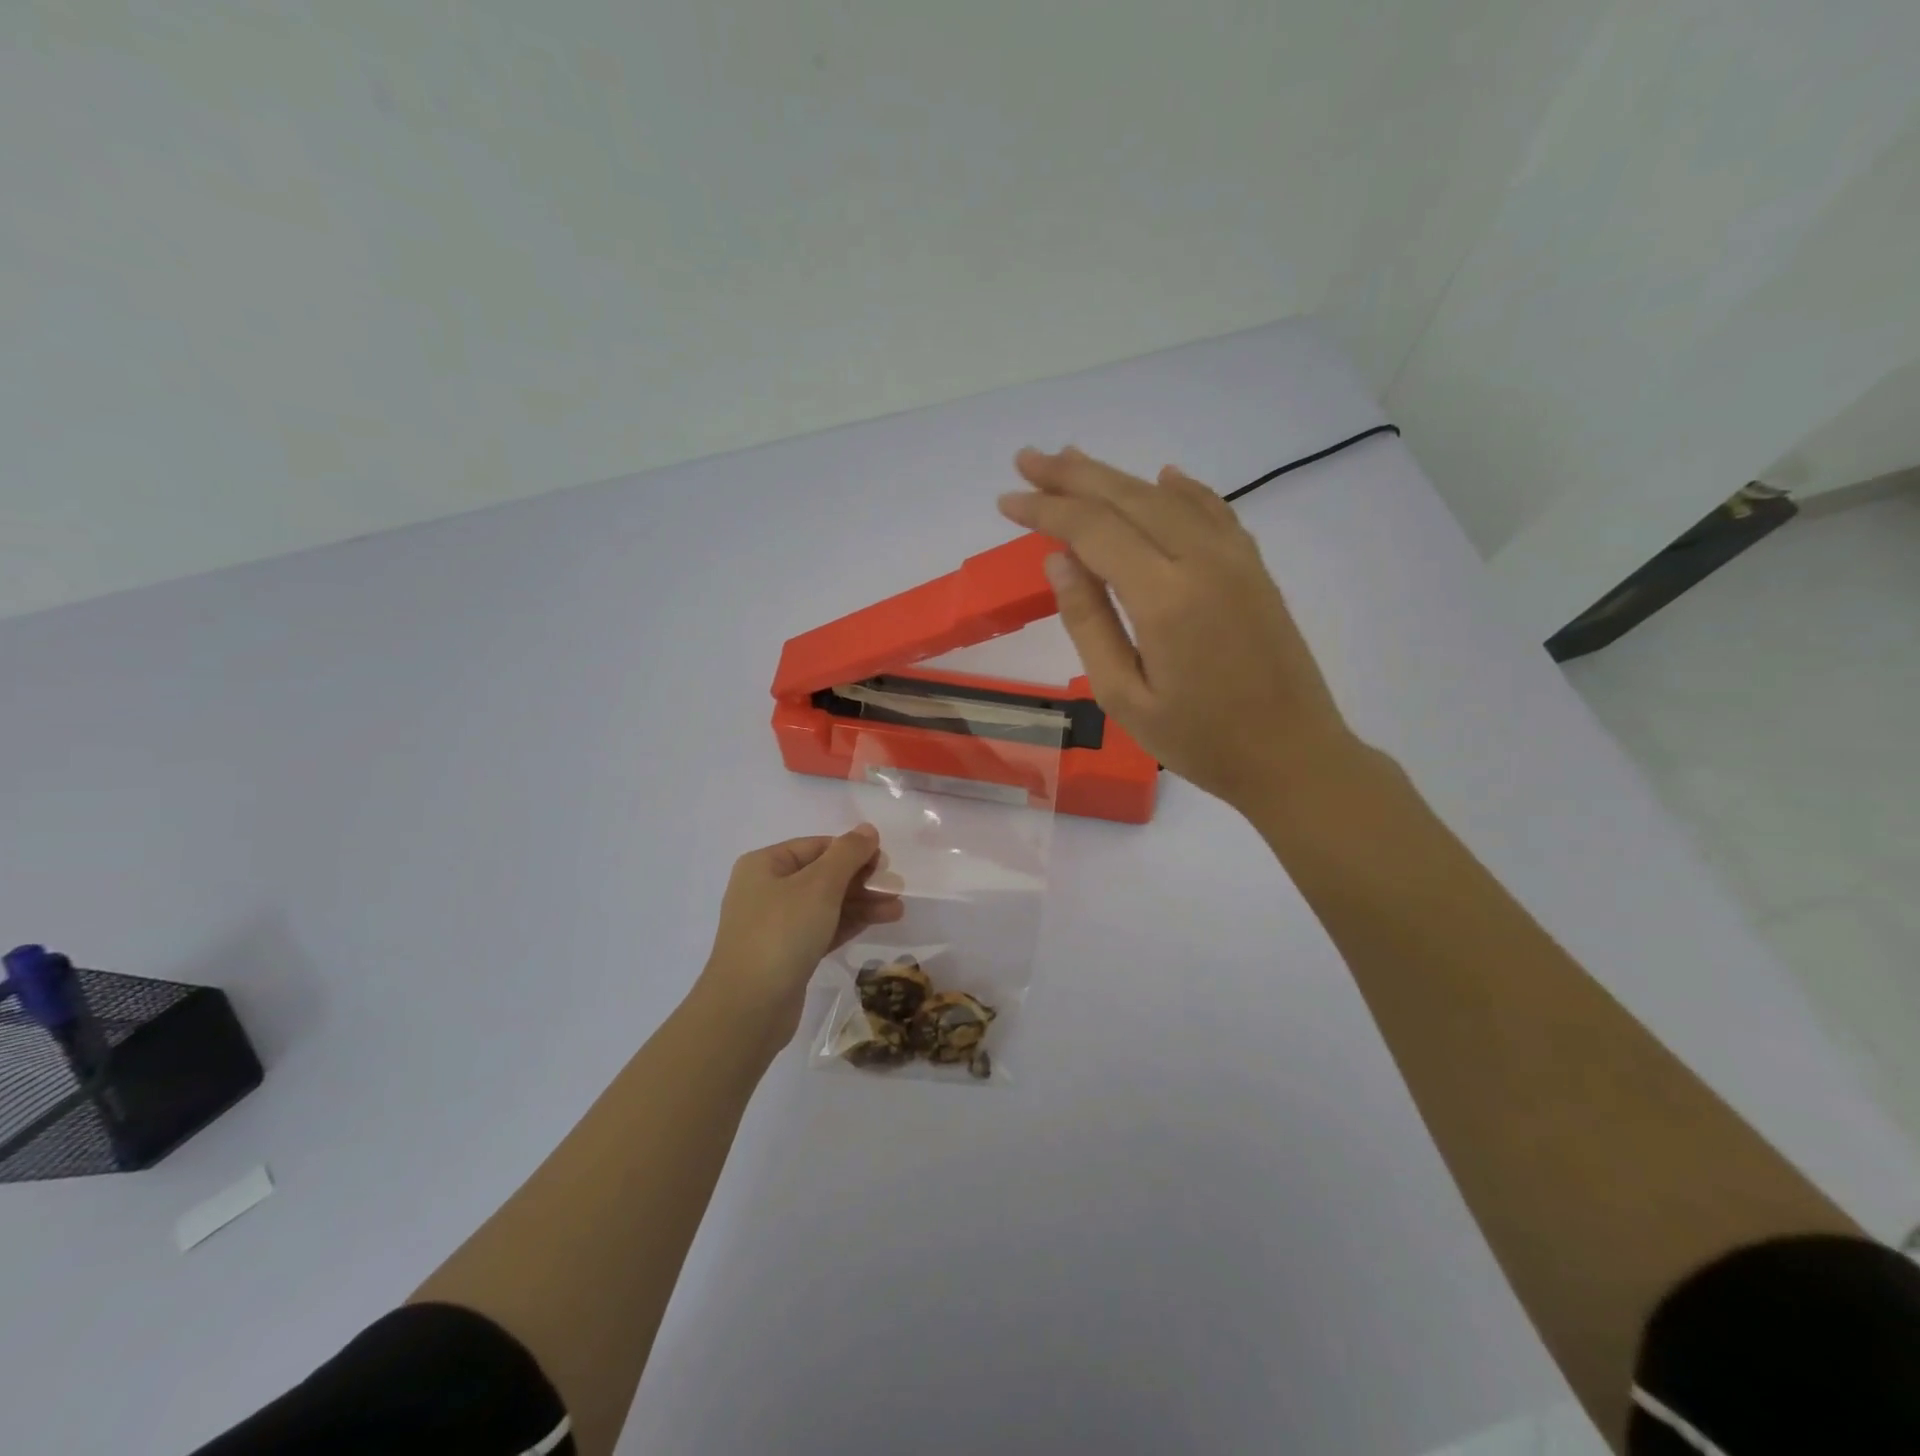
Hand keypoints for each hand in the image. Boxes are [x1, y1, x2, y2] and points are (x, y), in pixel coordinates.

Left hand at [698, 825, 902, 1050]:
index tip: (885, 862)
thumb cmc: (782, 933)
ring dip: (861, 903)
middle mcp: (766, 890)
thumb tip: (867, 829)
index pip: (817, 846)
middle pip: (822, 875)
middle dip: (860, 880)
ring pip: (825, 904)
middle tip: (896, 887)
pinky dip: (849, 923)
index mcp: (765, 864)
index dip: (852, 850)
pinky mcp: (786, 954)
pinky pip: (822, 928)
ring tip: (898, 910)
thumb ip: (847, 854)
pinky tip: (878, 922)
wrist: (748, 1008)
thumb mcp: (819, 886)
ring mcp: (775, 924)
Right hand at [998, 447, 1360, 811]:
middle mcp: (1202, 561)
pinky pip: (1213, 511)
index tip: (1007, 500)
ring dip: (1117, 477)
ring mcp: (1235, 559)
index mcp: (1165, 597)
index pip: (1093, 531)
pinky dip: (1182, 489)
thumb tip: (1059, 561)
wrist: (1293, 756)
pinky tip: (1164, 477)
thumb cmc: (1201, 741)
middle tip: (1028, 458)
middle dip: (1073, 476)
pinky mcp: (1255, 568)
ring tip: (1074, 461)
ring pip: (1168, 497)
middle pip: (1128, 498)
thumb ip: (1089, 624)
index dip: (1046, 510)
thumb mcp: (1125, 697)